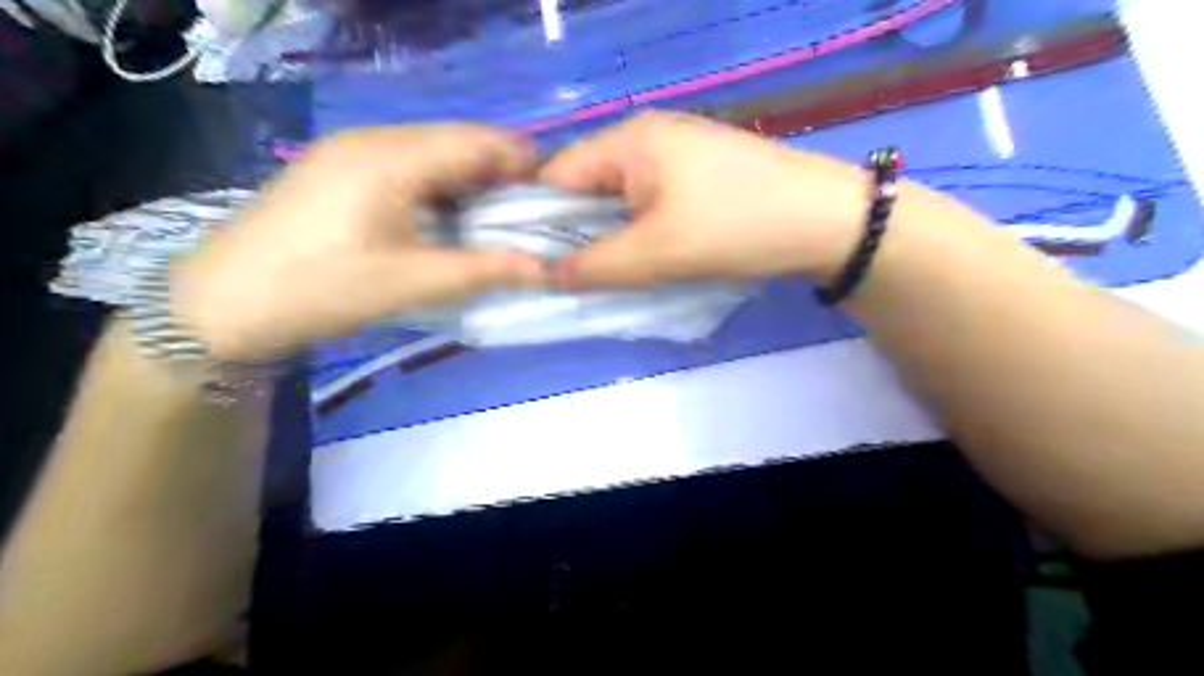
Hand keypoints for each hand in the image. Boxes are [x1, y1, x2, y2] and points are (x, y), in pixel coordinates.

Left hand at [168, 121, 545, 362]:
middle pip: (459, 143)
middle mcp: (375, 139)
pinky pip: (409, 167)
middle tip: (534, 218)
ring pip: (435, 155)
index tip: (558, 199)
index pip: (479, 142)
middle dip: (502, 175)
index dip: (525, 164)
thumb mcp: (411, 283)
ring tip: (500, 223)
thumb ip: (485, 270)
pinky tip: (452, 220)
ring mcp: (353, 152)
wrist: (221, 304)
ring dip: (472, 183)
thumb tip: (549, 269)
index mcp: (392, 157)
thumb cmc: (320, 289)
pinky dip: (442, 189)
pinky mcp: (342, 170)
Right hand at [541, 111, 881, 289]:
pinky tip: (654, 253)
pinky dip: (643, 227)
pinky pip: (652, 199)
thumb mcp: (656, 253)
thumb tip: (545, 275)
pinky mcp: (702, 171)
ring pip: (622, 196)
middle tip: (581, 275)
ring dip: (614, 233)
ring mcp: (679, 151)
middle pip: (589, 184)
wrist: (826, 221)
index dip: (539, 219)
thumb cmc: (734, 228)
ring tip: (618, 270)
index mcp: (629, 140)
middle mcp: (648, 135)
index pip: (557, 174)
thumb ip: (594, 265)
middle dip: (580, 231)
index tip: (539, 264)